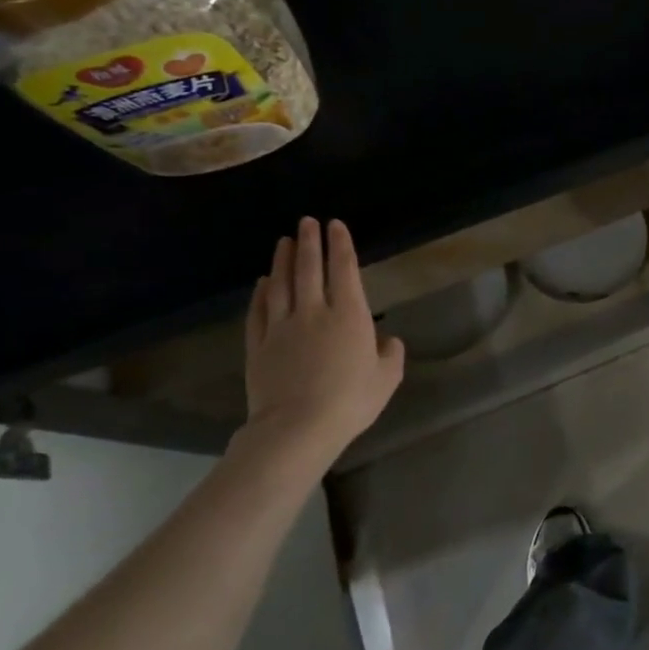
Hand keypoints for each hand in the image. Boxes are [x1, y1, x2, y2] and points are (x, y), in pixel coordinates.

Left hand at [235, 217, 405, 480]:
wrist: (297, 428)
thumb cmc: (350, 401)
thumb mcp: (387, 378)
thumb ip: (390, 354)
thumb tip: (387, 340)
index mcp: (350, 315)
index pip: (344, 270)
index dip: (341, 245)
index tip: (336, 225)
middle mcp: (314, 312)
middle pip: (310, 269)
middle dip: (310, 242)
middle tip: (307, 221)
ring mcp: (282, 328)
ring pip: (281, 285)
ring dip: (284, 261)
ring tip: (284, 241)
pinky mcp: (259, 346)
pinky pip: (259, 312)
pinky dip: (261, 294)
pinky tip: (262, 282)